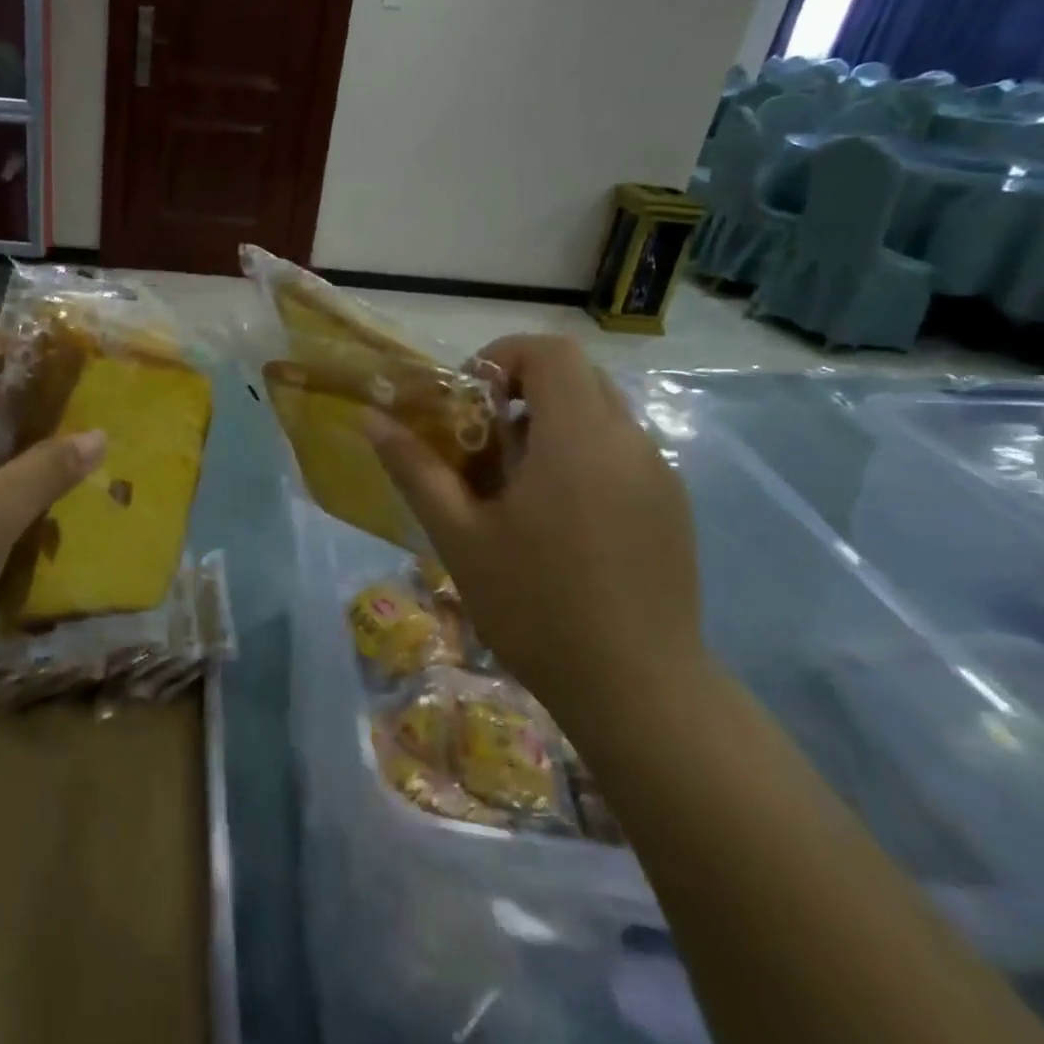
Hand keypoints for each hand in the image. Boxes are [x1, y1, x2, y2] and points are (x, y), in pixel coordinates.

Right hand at [367, 334, 704, 729]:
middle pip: (577, 375)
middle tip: (482, 439)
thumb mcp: (459, 536)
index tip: (467, 400)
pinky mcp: (673, 505)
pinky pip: (622, 449)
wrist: (639, 691)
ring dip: (551, 422)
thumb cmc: (536, 607)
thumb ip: (415, 468)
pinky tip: (557, 517)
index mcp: (578, 440)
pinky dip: (581, 453)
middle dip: (521, 390)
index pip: (549, 351)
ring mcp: (660, 474)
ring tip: (514, 482)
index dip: (501, 356)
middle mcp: (630, 442)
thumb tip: (370, 418)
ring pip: (601, 412)